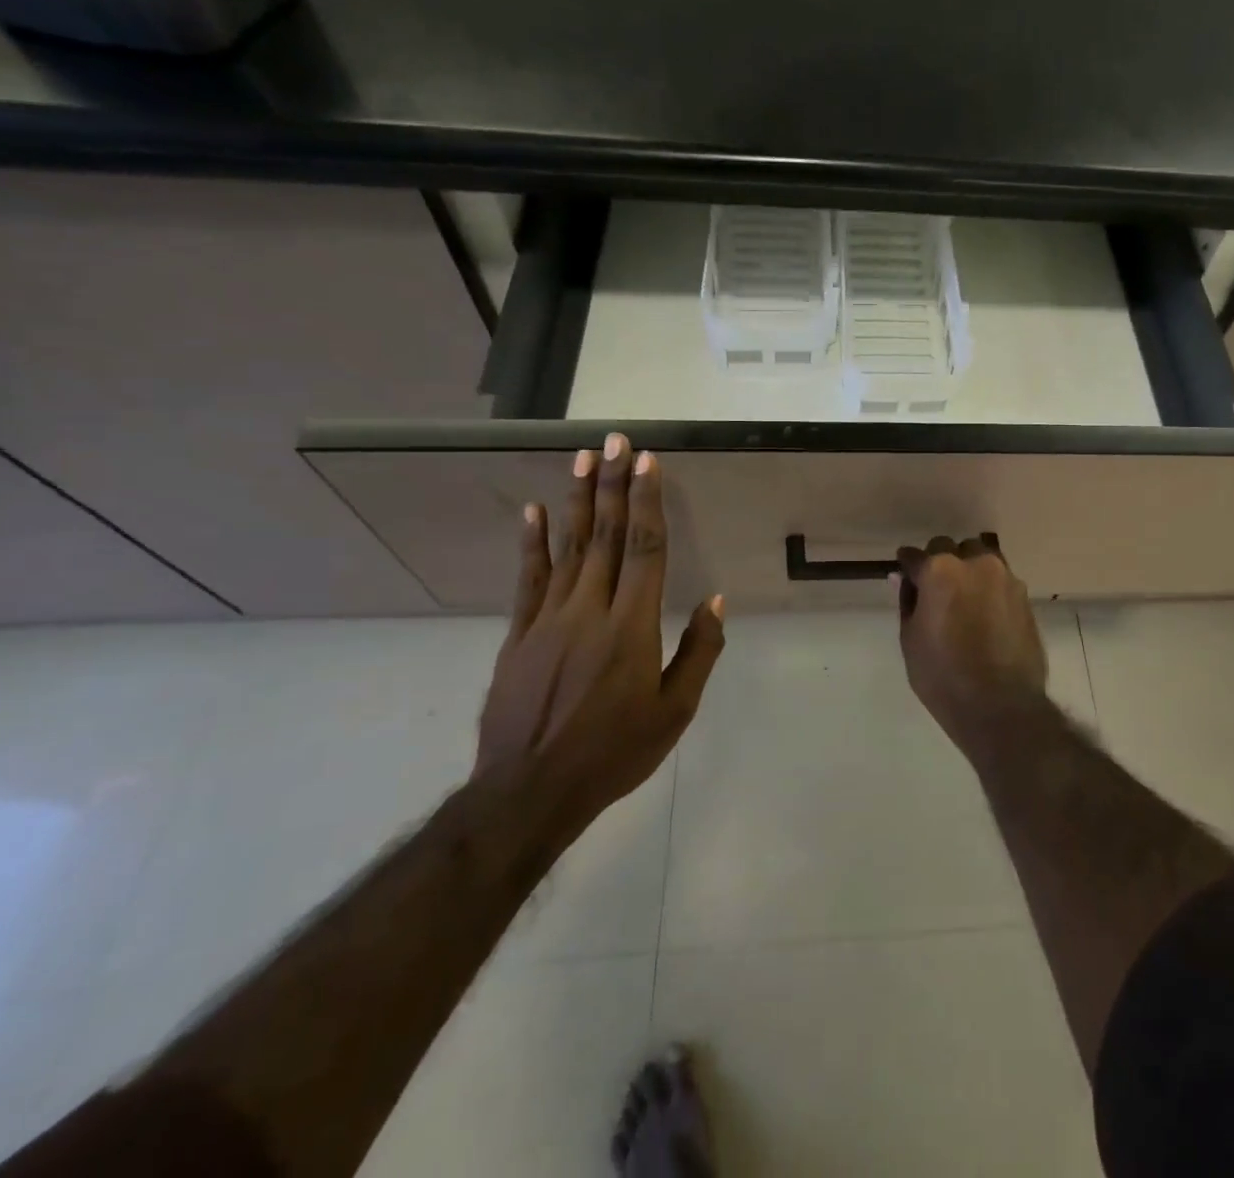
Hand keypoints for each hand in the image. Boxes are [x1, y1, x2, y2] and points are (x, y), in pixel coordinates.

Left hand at [476, 435, 724, 843]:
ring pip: (567, 548)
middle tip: (617, 440)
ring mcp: (548, 620)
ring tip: (583, 457)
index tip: (649, 463)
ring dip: (577, 499)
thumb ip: (698, 652)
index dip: (647, 502)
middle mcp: (589, 610)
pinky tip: (535, 512)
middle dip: (613, 484)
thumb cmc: (614, 752)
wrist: (529, 792)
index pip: (643, 549)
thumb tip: (715, 602)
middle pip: (604, 536)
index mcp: (631, 626)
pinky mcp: (519, 635)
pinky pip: (528, 580)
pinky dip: (533, 544)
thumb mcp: (675, 711)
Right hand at [896, 536, 1048, 756]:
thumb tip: (904, 580)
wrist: (1001, 705)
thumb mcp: (910, 640)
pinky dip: (988, 588)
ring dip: (968, 570)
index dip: (907, 566)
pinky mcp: (1024, 596)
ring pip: (980, 558)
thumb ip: (908, 602)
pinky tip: (984, 614)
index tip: (905, 575)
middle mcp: (974, 563)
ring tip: (963, 599)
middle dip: (939, 562)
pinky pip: (1000, 580)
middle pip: (950, 548)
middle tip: (934, 591)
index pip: (915, 556)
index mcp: (939, 570)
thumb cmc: (943, 676)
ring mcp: (1004, 577)